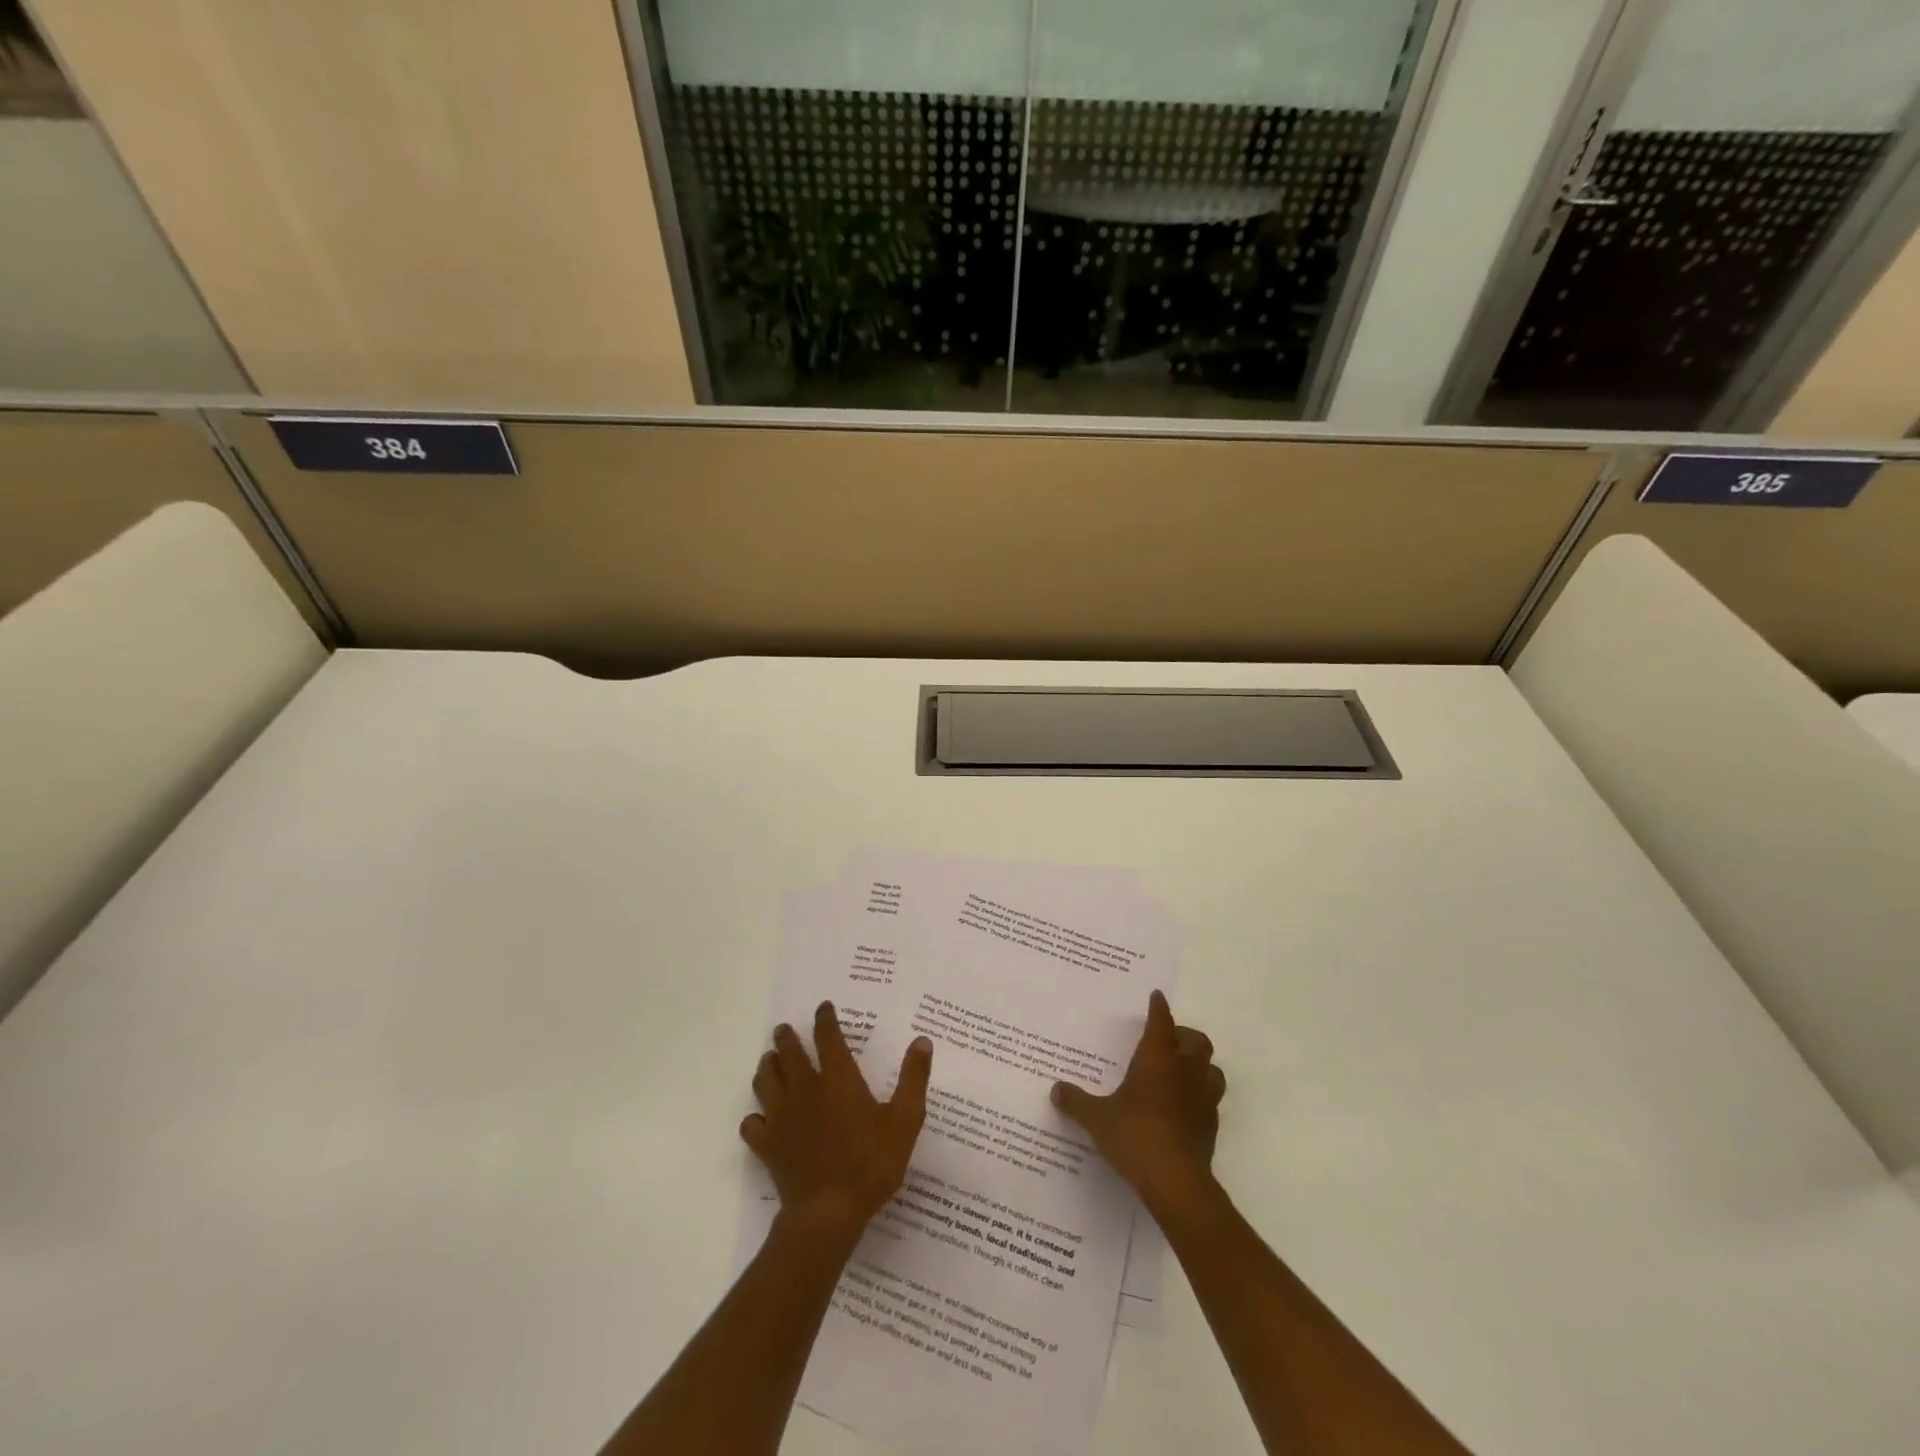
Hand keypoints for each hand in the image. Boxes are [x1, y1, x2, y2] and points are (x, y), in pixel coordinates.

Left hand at [741, 1002, 933, 1240]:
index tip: (823, 1008)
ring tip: (770, 1061)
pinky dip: (754, 1116)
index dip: (825, 1019)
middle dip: (786, 1037)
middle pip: (789, 1053)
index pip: (828, 1037)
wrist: (828, 1213)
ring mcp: (781, 1117)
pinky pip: (751, 1123)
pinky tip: (760, 1118)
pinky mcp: (767, 1144)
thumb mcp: (905, 1121)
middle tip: (784, 1030)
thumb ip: (913, 1079)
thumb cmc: (871, 1164)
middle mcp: (805, 1089)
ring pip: (765, 1080)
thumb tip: (922, 1041)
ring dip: (767, 1066)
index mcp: (838, 1080)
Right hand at [1051, 990, 1224, 1216]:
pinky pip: (1210, 1101)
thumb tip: (1055, 1089)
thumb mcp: (1097, 1119)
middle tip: (1168, 1041)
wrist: (1176, 1182)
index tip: (1157, 997)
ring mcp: (1203, 1099)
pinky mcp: (1211, 1126)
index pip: (1161, 1022)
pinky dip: (1199, 1098)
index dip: (1159, 1008)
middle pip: (1197, 1041)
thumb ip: (1076, 1102)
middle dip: (1184, 1037)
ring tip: (1181, 1073)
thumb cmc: (1135, 1136)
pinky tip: (1183, 1109)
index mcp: (1157, 1059)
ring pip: (1212, 1070)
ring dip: (1200, 1067)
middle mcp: (1184, 1072)